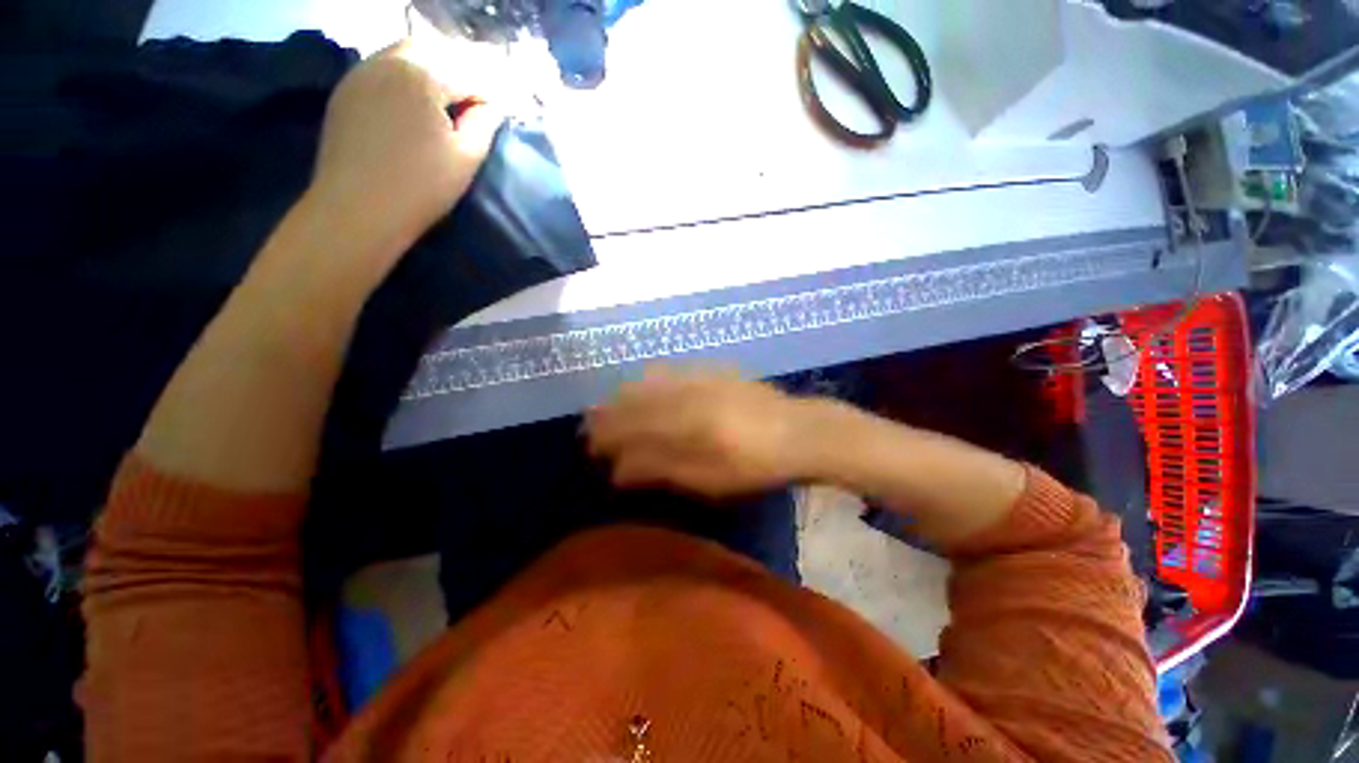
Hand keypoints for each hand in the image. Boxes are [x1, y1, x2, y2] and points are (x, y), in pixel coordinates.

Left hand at [308, 37, 504, 273]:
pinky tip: (408, 108)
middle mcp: (388, 62)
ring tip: (440, 106)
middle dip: (456, 73)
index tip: (500, 114)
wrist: (357, 209)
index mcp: (423, 75)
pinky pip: (380, 70)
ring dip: (427, 73)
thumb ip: (483, 123)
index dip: (489, 94)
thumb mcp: (466, 157)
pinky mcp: (344, 92)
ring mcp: (361, 74)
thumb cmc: (421, 186)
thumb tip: (492, 105)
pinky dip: (401, 80)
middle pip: (432, 52)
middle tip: (470, 106)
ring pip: (402, 56)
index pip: (468, 73)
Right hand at [585, 368, 809, 498]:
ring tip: (611, 408)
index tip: (590, 446)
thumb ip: (660, 470)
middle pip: (632, 400)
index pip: (628, 426)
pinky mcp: (711, 371)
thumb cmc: (754, 466)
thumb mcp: (707, 480)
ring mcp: (698, 377)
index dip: (605, 436)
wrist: (799, 432)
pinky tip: (644, 385)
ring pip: (647, 382)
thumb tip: (618, 470)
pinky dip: (648, 381)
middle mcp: (683, 394)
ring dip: (623, 395)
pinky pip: (669, 371)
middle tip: (591, 427)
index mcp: (681, 424)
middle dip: (607, 414)